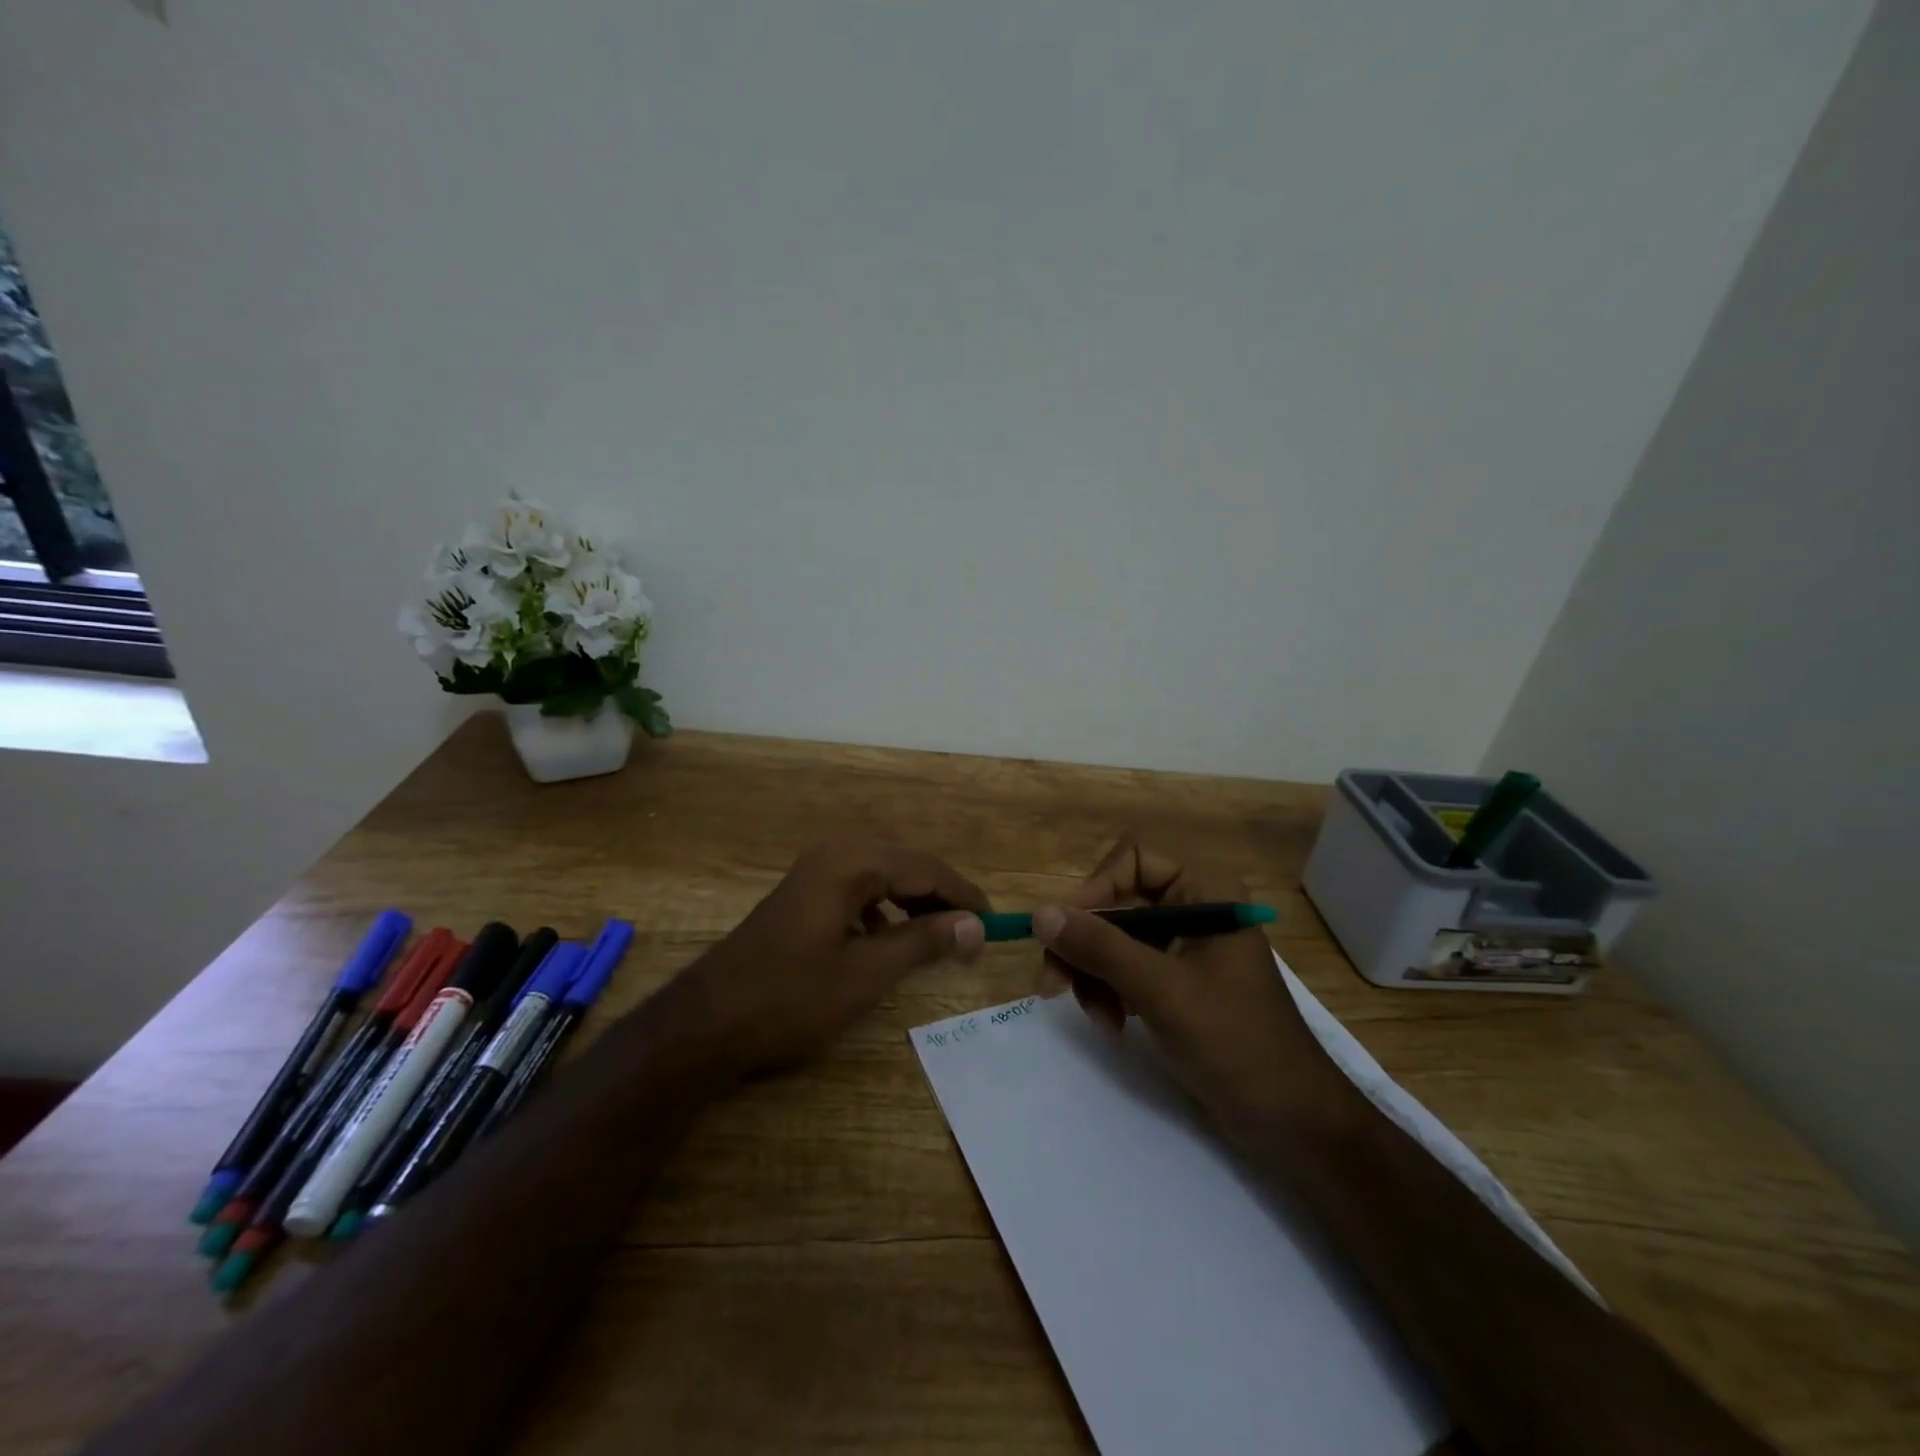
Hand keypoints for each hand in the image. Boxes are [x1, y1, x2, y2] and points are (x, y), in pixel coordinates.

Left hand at [673, 842, 989, 1076]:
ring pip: (882, 878)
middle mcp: (834, 854)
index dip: (963, 895)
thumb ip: (924, 942)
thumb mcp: (867, 973)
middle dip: (940, 897)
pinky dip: (883, 910)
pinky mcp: (803, 895)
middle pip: (905, 866)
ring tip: (939, 937)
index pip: (925, 868)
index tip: (995, 923)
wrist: (707, 1023)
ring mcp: (814, 873)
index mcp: (851, 863)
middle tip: (971, 932)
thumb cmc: (791, 997)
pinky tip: (888, 940)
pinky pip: (858, 890)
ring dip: (913, 903)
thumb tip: (976, 924)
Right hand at [1032, 838, 1338, 1140]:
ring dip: (1094, 974)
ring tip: (1099, 1018)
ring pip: (1114, 938)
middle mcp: (1193, 907)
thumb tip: (1040, 914)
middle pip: (1116, 902)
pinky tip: (1113, 1025)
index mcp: (1205, 892)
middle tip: (1051, 984)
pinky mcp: (1176, 981)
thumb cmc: (1234, 1041)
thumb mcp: (1160, 990)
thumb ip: (1100, 948)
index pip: (1132, 859)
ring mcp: (1184, 946)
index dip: (1094, 888)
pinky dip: (1110, 991)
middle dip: (1084, 944)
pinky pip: (1125, 967)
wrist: (1290, 1120)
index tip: (1064, 931)